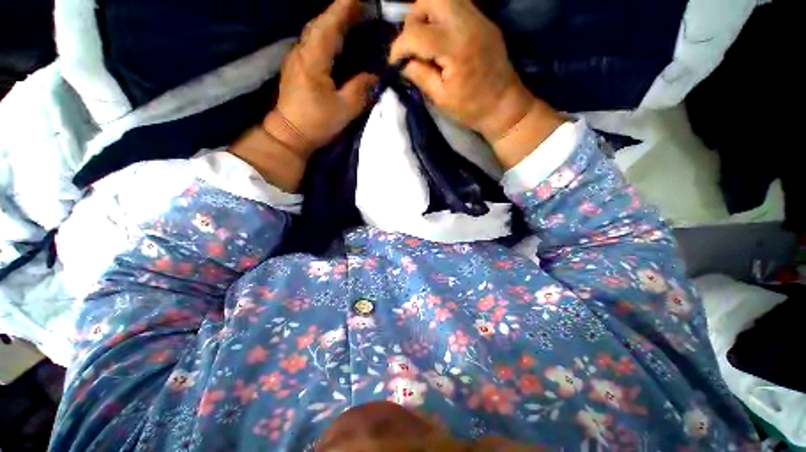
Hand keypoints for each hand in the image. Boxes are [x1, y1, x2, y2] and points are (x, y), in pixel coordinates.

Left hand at [264, 0, 378, 158]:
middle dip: (339, 13)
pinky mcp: (296, 69)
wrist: (289, 133)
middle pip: (320, 25)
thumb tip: (373, 76)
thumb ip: (360, 90)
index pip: (329, 26)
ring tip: (350, 19)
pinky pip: (312, 44)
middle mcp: (302, 53)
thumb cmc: (316, 122)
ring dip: (331, 22)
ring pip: (315, 33)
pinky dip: (325, 36)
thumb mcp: (343, 109)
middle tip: (359, 8)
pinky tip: (335, 40)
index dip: (344, 10)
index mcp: (314, 60)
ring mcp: (296, 60)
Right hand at [389, 0, 562, 167]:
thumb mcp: (441, 98)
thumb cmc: (471, 108)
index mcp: (454, 47)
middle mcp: (466, 23)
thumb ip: (420, 75)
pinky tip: (442, 38)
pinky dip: (443, 16)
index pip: (415, 32)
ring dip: (428, 13)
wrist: (504, 106)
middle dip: (414, 18)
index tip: (395, 62)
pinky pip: (458, 5)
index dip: (399, 47)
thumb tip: (403, 63)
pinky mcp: (485, 21)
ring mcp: (479, 18)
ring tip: (426, 39)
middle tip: (412, 43)